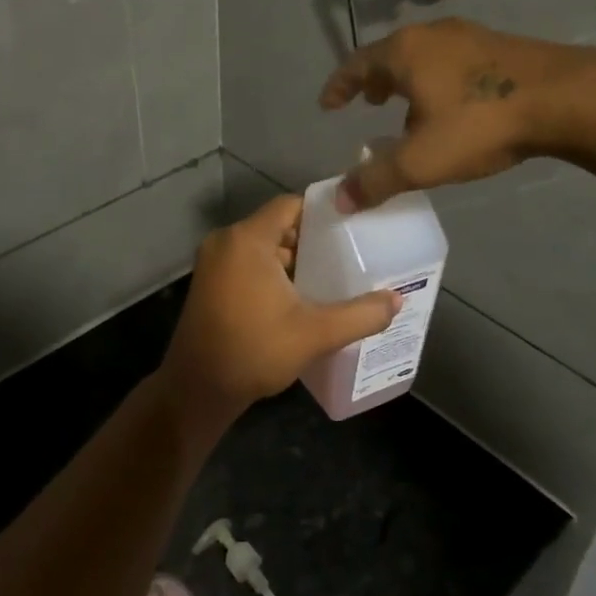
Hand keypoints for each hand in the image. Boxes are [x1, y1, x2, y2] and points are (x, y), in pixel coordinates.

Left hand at [157, 196, 399, 423]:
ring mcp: (213, 262)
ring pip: (263, 247)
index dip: (323, 213)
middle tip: (350, 256)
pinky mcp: (209, 282)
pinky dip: (273, 272)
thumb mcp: (315, 333)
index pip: (291, 205)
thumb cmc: (254, 351)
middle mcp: (226, 241)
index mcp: (247, 239)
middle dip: (313, 241)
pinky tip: (301, 296)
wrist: (197, 389)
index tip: (354, 228)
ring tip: (332, 277)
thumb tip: (397, 300)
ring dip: (294, 260)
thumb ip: (360, 314)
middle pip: (279, 226)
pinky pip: (248, 263)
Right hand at [319, 17, 593, 209]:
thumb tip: (340, 200)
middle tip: (368, 103)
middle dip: (375, 81)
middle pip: (391, 55)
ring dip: (409, 82)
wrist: (565, 98)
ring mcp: (471, 36)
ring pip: (425, 57)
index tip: (328, 105)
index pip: (357, 65)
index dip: (339, 86)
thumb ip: (376, 181)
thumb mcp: (421, 160)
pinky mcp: (502, 47)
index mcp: (405, 52)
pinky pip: (453, 62)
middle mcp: (433, 35)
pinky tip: (453, 109)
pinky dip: (438, 81)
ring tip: (407, 110)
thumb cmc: (480, 123)